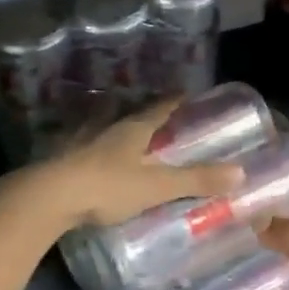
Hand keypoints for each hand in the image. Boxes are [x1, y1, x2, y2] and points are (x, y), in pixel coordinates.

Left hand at [16, 100, 245, 231]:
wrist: (48, 197)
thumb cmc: (107, 187)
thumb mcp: (157, 186)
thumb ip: (196, 180)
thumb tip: (240, 172)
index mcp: (130, 130)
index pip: (156, 109)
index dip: (171, 102)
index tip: (183, 92)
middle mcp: (103, 128)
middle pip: (123, 113)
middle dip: (136, 111)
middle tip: (147, 112)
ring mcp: (76, 141)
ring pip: (95, 125)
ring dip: (106, 124)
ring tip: (112, 127)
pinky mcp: (56, 159)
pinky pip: (74, 146)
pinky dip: (83, 146)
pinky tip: (80, 154)